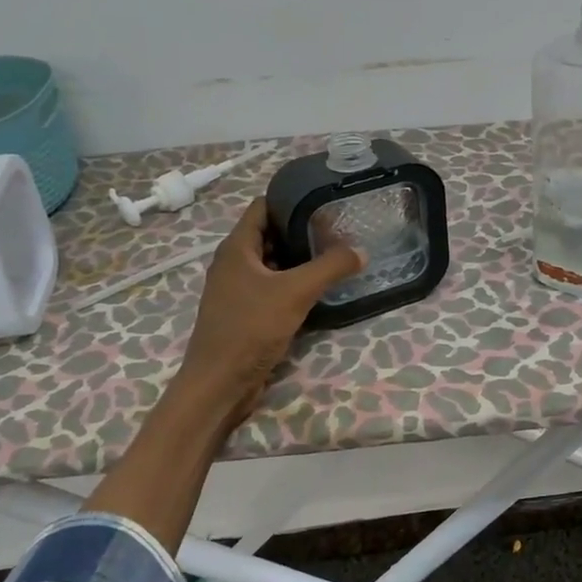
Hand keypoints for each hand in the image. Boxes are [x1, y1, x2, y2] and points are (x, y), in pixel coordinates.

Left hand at [173, 198, 364, 428]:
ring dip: (300, 258)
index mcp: (237, 248)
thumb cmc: (250, 329)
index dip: (290, 198)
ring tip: (336, 253)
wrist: (220, 383)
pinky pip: (273, 287)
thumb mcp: (295, 292)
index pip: (262, 207)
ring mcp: (238, 289)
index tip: (323, 197)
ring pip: (273, 263)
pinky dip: (294, 282)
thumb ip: (330, 267)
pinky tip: (320, 288)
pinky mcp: (246, 312)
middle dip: (301, 228)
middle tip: (338, 226)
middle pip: (270, 234)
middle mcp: (234, 263)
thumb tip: (361, 250)